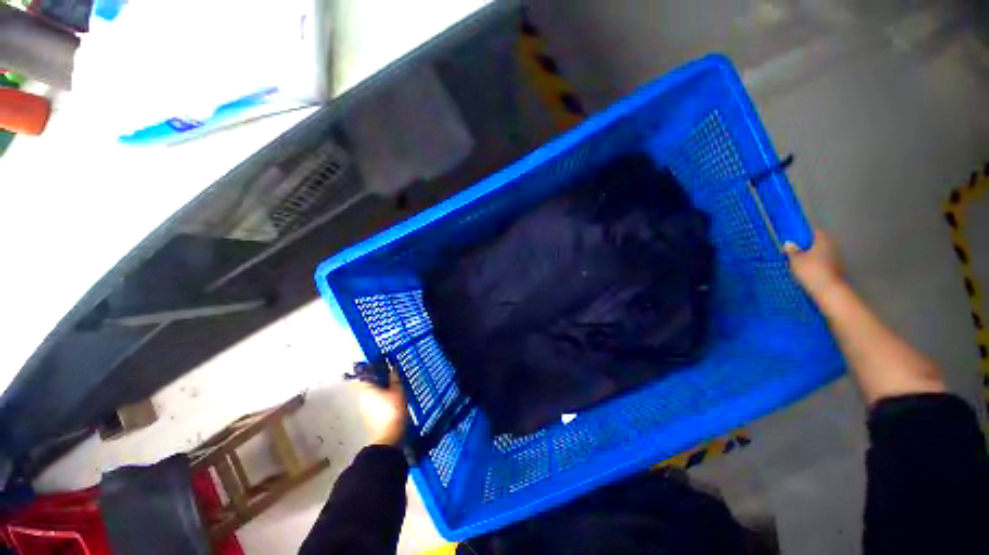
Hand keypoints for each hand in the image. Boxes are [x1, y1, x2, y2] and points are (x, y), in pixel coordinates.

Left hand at [356, 369, 408, 446]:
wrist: (389, 437)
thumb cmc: (393, 411)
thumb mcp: (398, 391)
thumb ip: (395, 377)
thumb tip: (393, 366)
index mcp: (366, 389)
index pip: (362, 373)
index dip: (367, 365)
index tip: (374, 360)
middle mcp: (362, 397)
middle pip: (365, 382)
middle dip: (373, 375)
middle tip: (384, 368)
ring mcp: (364, 407)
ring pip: (369, 390)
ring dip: (376, 384)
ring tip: (389, 380)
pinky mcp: (369, 414)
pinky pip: (372, 399)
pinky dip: (378, 393)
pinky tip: (388, 394)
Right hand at [785, 230, 844, 299]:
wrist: (829, 290)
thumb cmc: (811, 270)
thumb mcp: (796, 260)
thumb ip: (792, 251)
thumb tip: (788, 244)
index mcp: (823, 241)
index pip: (815, 232)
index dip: (804, 234)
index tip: (795, 239)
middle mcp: (832, 247)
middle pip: (819, 243)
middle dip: (808, 246)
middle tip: (794, 251)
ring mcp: (837, 258)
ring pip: (822, 253)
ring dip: (812, 256)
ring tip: (799, 262)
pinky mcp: (837, 269)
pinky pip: (824, 263)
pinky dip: (817, 264)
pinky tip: (808, 271)